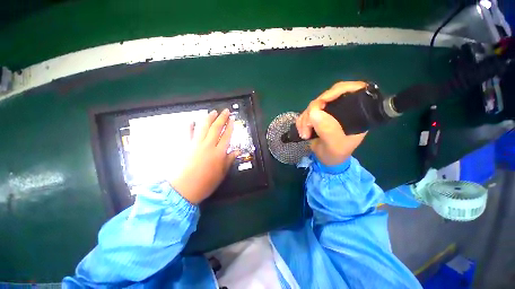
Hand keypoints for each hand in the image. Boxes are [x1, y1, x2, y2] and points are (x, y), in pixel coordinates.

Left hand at [170, 109, 239, 203]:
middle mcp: (208, 145)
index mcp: (219, 153)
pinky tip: (191, 120)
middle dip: (222, 118)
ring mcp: (195, 144)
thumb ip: (229, 160)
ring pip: (203, 127)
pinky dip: (189, 126)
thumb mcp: (222, 173)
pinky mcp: (185, 146)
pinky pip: (187, 133)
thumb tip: (237, 151)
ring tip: (213, 112)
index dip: (230, 127)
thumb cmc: (206, 183)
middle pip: (216, 128)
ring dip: (209, 118)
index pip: (226, 136)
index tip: (232, 120)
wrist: (184, 189)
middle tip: (225, 111)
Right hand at [296, 81, 367, 165]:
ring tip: (304, 134)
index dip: (336, 91)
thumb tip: (314, 112)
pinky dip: (301, 121)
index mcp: (356, 113)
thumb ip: (328, 130)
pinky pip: (306, 113)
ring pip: (313, 106)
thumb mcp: (335, 146)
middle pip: (326, 97)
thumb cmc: (336, 154)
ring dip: (305, 119)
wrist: (326, 160)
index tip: (321, 101)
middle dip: (313, 111)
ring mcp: (328, 112)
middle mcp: (342, 109)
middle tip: (307, 127)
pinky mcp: (317, 116)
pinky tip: (302, 132)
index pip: (352, 90)